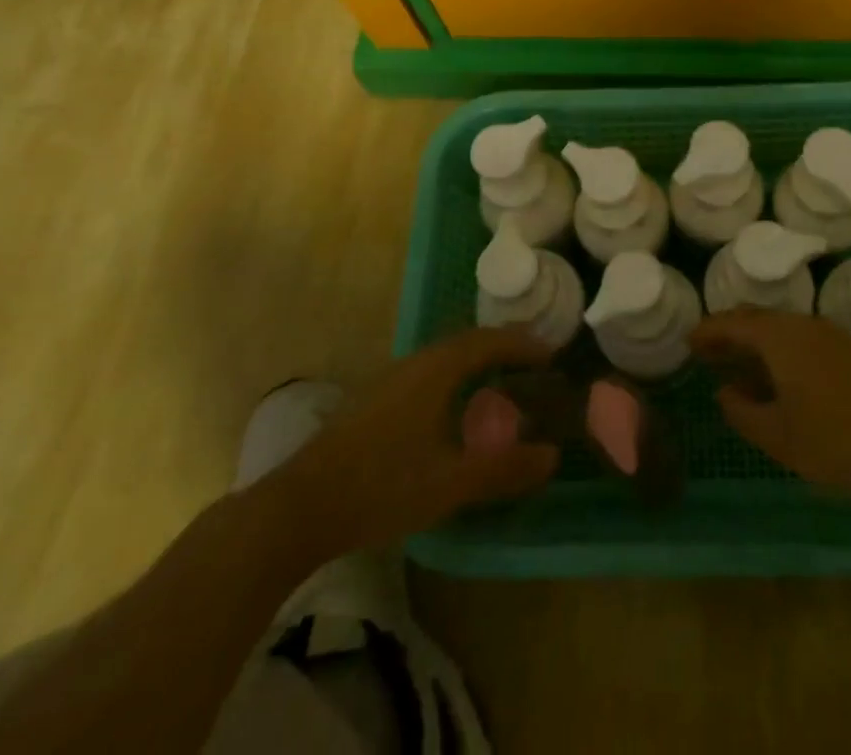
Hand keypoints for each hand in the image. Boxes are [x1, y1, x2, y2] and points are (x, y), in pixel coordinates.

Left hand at [268, 329, 560, 557]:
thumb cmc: (381, 487)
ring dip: (475, 363)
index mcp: (434, 370)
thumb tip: (552, 456)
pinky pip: (426, 376)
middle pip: (465, 343)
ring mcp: (388, 382)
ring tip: (500, 382)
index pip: (487, 341)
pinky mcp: (372, 403)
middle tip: (532, 364)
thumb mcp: (450, 483)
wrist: (298, 509)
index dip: (522, 344)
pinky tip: (453, 412)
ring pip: (442, 359)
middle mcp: (412, 364)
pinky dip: (453, 380)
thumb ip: (503, 469)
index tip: (551, 353)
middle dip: (501, 348)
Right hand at [691, 311, 850, 504]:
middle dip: (729, 334)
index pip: (734, 323)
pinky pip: (800, 339)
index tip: (688, 341)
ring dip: (755, 344)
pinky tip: (776, 380)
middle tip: (706, 354)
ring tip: (736, 368)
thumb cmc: (836, 441)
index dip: (708, 331)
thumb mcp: (780, 437)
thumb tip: (725, 392)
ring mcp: (829, 336)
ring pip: (780, 329)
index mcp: (780, 338)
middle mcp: (803, 325)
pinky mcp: (848, 351)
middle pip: (757, 320)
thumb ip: (743, 412)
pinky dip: (778, 351)